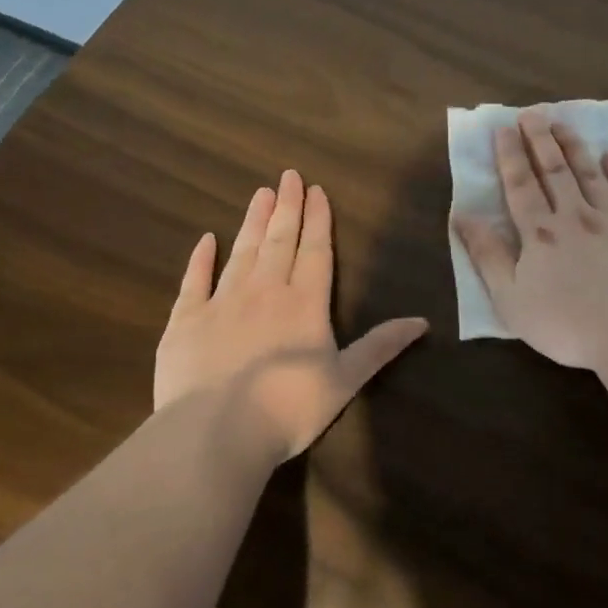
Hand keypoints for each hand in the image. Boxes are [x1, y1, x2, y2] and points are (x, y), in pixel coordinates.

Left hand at [155, 170, 427, 466]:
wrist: (216, 431)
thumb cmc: (289, 409)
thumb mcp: (346, 380)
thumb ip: (380, 347)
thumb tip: (422, 321)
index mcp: (305, 304)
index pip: (315, 251)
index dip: (317, 220)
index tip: (316, 190)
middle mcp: (264, 292)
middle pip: (278, 241)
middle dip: (287, 208)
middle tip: (288, 176)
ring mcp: (221, 302)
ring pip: (241, 252)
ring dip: (252, 222)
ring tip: (260, 194)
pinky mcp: (185, 320)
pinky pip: (194, 280)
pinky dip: (201, 259)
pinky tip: (206, 240)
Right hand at [453, 112, 607, 368]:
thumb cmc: (567, 324)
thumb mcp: (511, 299)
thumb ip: (488, 256)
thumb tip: (462, 216)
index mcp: (541, 233)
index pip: (521, 185)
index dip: (510, 155)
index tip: (503, 128)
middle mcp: (577, 217)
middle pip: (556, 170)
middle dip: (541, 139)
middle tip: (533, 112)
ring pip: (593, 175)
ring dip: (576, 147)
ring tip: (565, 124)